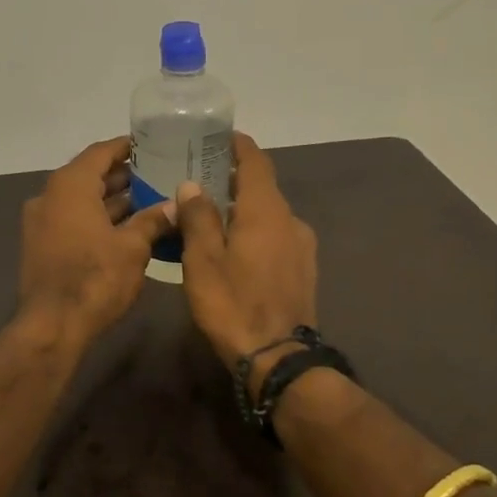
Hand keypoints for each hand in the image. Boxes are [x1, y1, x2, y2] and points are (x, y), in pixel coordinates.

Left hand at [18, 137, 178, 342]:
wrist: (52, 325)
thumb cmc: (95, 278)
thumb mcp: (133, 247)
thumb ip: (153, 220)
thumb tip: (176, 205)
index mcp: (70, 186)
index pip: (100, 152)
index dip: (126, 147)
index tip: (152, 145)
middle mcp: (50, 196)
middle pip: (90, 176)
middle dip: (124, 177)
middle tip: (159, 175)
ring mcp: (42, 222)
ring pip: (82, 202)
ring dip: (113, 202)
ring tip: (151, 202)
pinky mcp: (42, 246)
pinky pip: (73, 221)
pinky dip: (98, 220)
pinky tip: (128, 230)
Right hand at [176, 134, 318, 389]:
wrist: (278, 358)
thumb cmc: (233, 304)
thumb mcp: (203, 260)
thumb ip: (198, 217)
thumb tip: (193, 185)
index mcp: (265, 211)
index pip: (256, 162)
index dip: (238, 146)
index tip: (219, 137)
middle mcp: (290, 220)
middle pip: (262, 188)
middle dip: (234, 180)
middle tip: (201, 180)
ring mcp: (302, 246)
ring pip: (269, 215)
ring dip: (244, 209)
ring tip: (213, 218)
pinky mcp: (304, 270)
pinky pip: (276, 237)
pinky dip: (255, 231)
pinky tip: (235, 250)